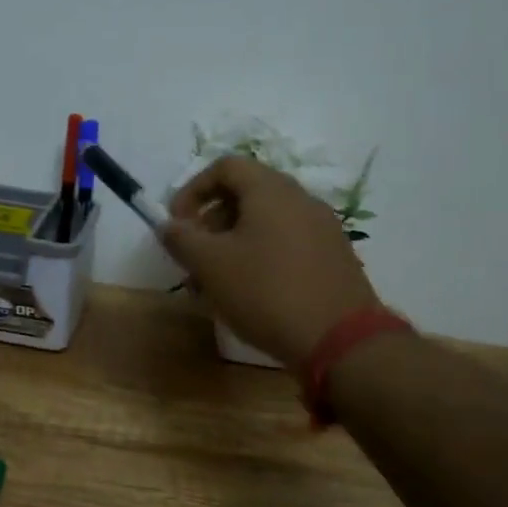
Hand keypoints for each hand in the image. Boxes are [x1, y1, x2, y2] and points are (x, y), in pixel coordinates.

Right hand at [161, 156, 387, 368]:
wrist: (340, 339)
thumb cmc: (266, 292)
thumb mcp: (210, 265)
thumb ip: (182, 239)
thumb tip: (168, 225)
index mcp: (271, 190)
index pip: (225, 167)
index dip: (193, 189)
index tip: (176, 223)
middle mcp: (301, 199)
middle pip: (247, 193)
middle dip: (211, 221)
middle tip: (194, 255)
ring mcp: (323, 228)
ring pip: (266, 222)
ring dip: (234, 242)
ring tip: (216, 280)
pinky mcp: (333, 257)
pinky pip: (287, 243)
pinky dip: (261, 256)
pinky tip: (250, 292)